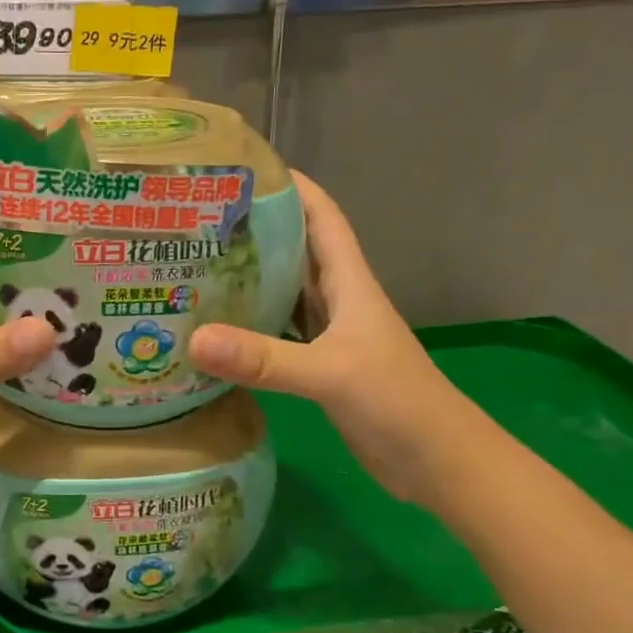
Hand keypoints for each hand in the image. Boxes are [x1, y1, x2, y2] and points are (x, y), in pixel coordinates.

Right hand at [187, 172, 471, 498]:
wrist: (438, 464)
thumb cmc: (397, 403)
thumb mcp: (330, 374)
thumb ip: (264, 359)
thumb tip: (193, 339)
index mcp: (349, 283)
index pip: (321, 217)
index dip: (290, 186)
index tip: (243, 168)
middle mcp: (338, 300)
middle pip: (295, 250)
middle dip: (254, 230)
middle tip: (197, 220)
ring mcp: (328, 336)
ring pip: (283, 293)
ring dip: (248, 279)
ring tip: (194, 267)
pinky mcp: (318, 368)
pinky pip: (276, 335)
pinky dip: (248, 329)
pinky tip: (215, 332)